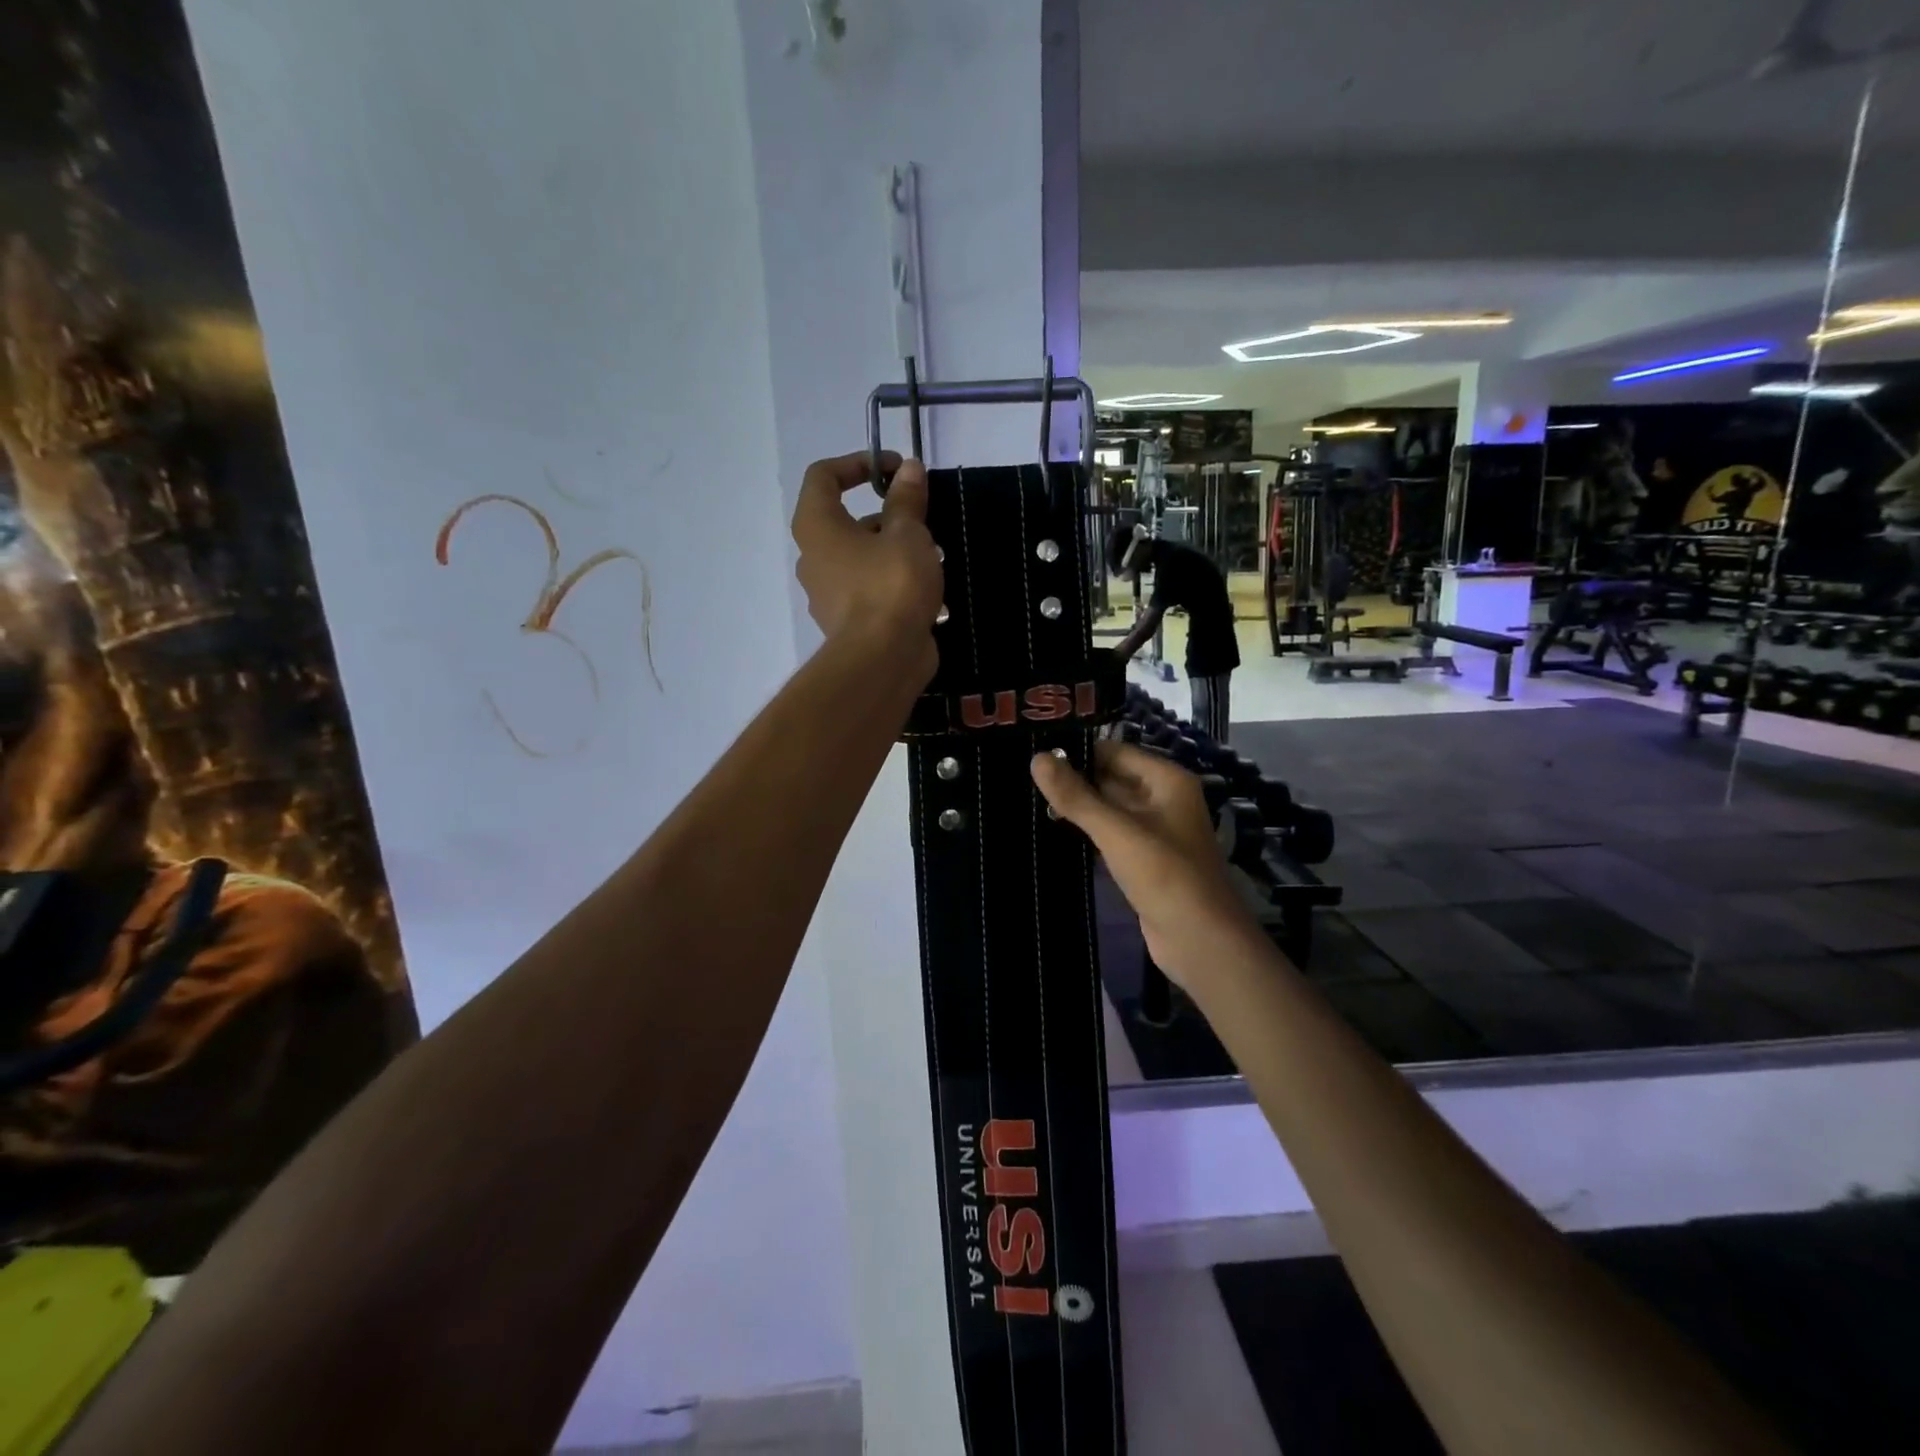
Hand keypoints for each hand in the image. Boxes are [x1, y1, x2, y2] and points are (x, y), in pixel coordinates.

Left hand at [793, 451, 942, 682]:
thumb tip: (909, 470)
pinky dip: (894, 584)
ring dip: (895, 551)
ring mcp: (829, 594)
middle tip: (923, 519)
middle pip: (846, 521)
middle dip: (888, 515)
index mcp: (817, 527)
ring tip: (935, 557)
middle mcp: (814, 558)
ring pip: (862, 558)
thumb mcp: (908, 535)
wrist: (883, 660)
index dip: (858, 463)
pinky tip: (929, 592)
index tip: (894, 471)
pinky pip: (870, 590)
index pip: (823, 476)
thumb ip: (907, 500)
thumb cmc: (891, 586)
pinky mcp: (848, 623)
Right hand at [1031, 741, 1260, 989]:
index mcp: (1166, 781)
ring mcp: (1154, 832)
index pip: (1114, 752)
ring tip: (1029, 801)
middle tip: (1024, 780)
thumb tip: (1037, 758)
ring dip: (1078, 808)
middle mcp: (1163, 799)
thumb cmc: (1166, 877)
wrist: (1202, 942)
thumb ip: (1076, 796)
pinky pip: (1111, 836)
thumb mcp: (1117, 832)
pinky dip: (1087, 833)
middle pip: (1111, 778)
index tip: (1034, 755)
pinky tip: (1053, 832)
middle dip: (1073, 780)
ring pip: (1109, 809)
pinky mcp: (1144, 860)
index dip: (1077, 752)